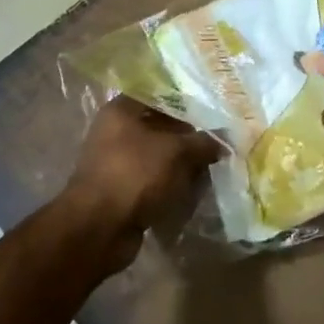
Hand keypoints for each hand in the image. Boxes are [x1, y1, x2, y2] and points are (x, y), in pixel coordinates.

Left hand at [60, 96, 223, 269]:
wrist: (100, 228)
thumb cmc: (135, 174)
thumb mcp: (176, 151)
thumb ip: (203, 142)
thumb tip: (224, 140)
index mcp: (121, 111)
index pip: (159, 96)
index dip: (186, 102)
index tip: (212, 111)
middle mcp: (115, 132)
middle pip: (160, 128)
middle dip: (188, 137)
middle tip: (218, 142)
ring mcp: (117, 163)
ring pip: (158, 157)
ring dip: (182, 164)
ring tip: (210, 168)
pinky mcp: (122, 191)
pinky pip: (153, 181)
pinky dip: (171, 185)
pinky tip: (194, 190)